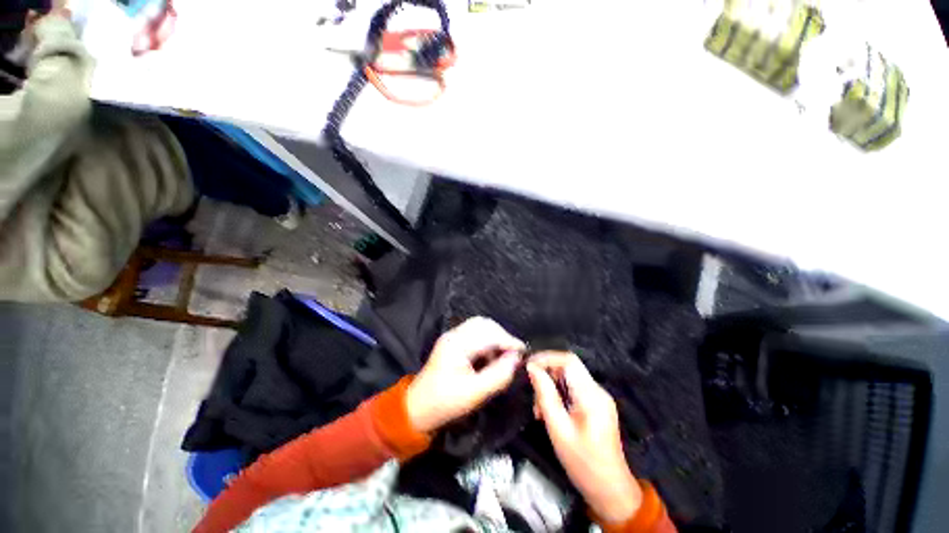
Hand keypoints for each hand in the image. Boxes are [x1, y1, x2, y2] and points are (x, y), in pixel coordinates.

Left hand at [405, 317, 524, 433]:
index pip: (488, 333)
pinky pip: (475, 334)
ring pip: (480, 327)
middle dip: (502, 336)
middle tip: (513, 354)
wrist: (416, 408)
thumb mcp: (474, 394)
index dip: (508, 340)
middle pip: (484, 324)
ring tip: (503, 356)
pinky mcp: (453, 342)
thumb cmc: (444, 403)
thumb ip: (498, 375)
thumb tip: (517, 359)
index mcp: (457, 345)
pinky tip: (490, 357)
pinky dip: (487, 341)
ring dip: (495, 338)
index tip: (523, 352)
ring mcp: (452, 337)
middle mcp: (454, 335)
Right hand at [527, 352, 641, 523]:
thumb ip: (545, 395)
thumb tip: (532, 368)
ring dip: (550, 387)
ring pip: (568, 378)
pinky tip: (550, 413)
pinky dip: (558, 396)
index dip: (546, 358)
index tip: (528, 367)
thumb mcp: (558, 429)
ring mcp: (598, 398)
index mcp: (591, 395)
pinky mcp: (595, 405)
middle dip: (546, 375)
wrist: (610, 490)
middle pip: (568, 367)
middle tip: (533, 396)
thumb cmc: (583, 463)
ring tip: (539, 410)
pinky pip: (573, 390)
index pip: (568, 360)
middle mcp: (597, 390)